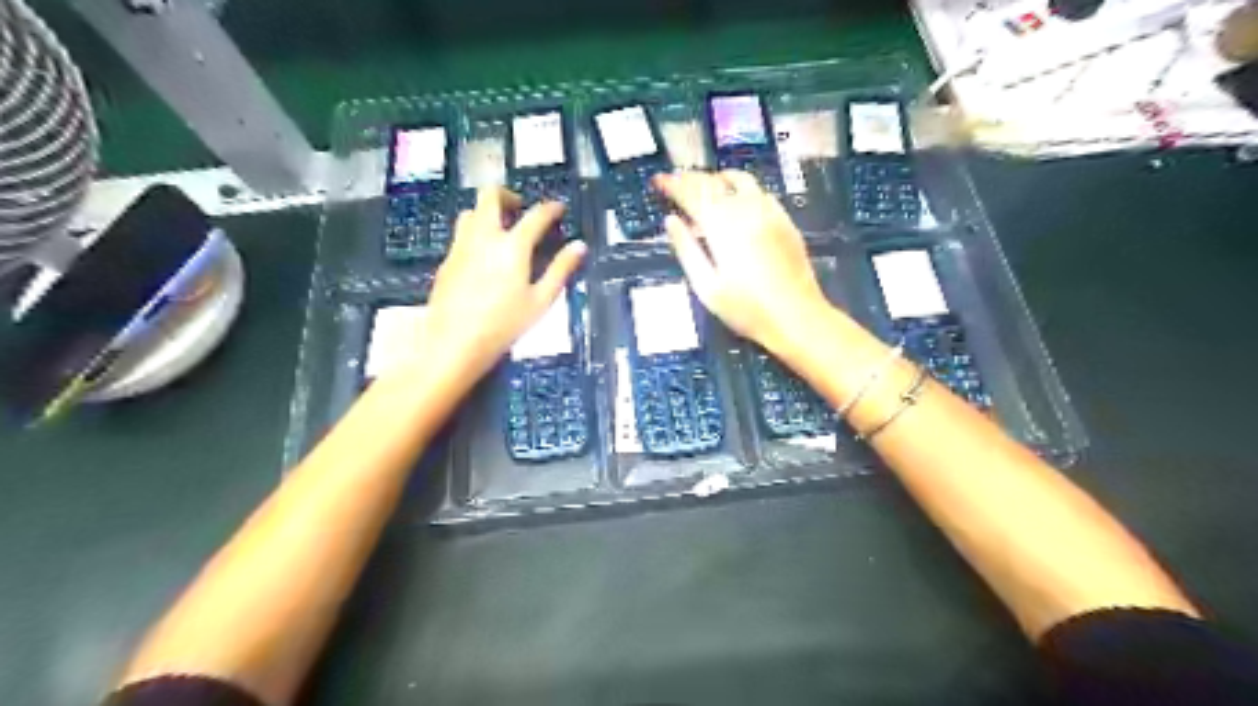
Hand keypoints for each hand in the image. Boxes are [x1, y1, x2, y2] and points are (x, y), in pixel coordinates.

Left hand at [420, 186, 581, 377]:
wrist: (454, 342)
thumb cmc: (504, 325)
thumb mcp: (540, 301)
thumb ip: (560, 270)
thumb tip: (579, 246)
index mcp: (512, 246)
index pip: (535, 216)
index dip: (550, 209)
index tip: (559, 208)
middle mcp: (484, 237)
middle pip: (490, 196)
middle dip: (508, 195)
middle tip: (520, 210)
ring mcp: (461, 246)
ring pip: (471, 212)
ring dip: (488, 212)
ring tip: (502, 231)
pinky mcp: (447, 260)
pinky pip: (461, 233)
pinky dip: (476, 232)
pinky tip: (484, 256)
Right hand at [659, 171, 832, 359]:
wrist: (797, 318)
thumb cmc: (747, 310)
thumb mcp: (707, 287)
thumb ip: (687, 250)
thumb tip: (671, 222)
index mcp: (723, 227)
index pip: (692, 194)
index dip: (674, 185)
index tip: (659, 181)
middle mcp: (746, 211)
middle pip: (714, 183)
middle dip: (691, 178)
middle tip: (675, 180)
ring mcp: (770, 213)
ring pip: (739, 181)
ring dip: (717, 179)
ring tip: (703, 185)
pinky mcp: (785, 221)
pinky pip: (760, 191)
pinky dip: (741, 188)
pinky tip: (737, 200)